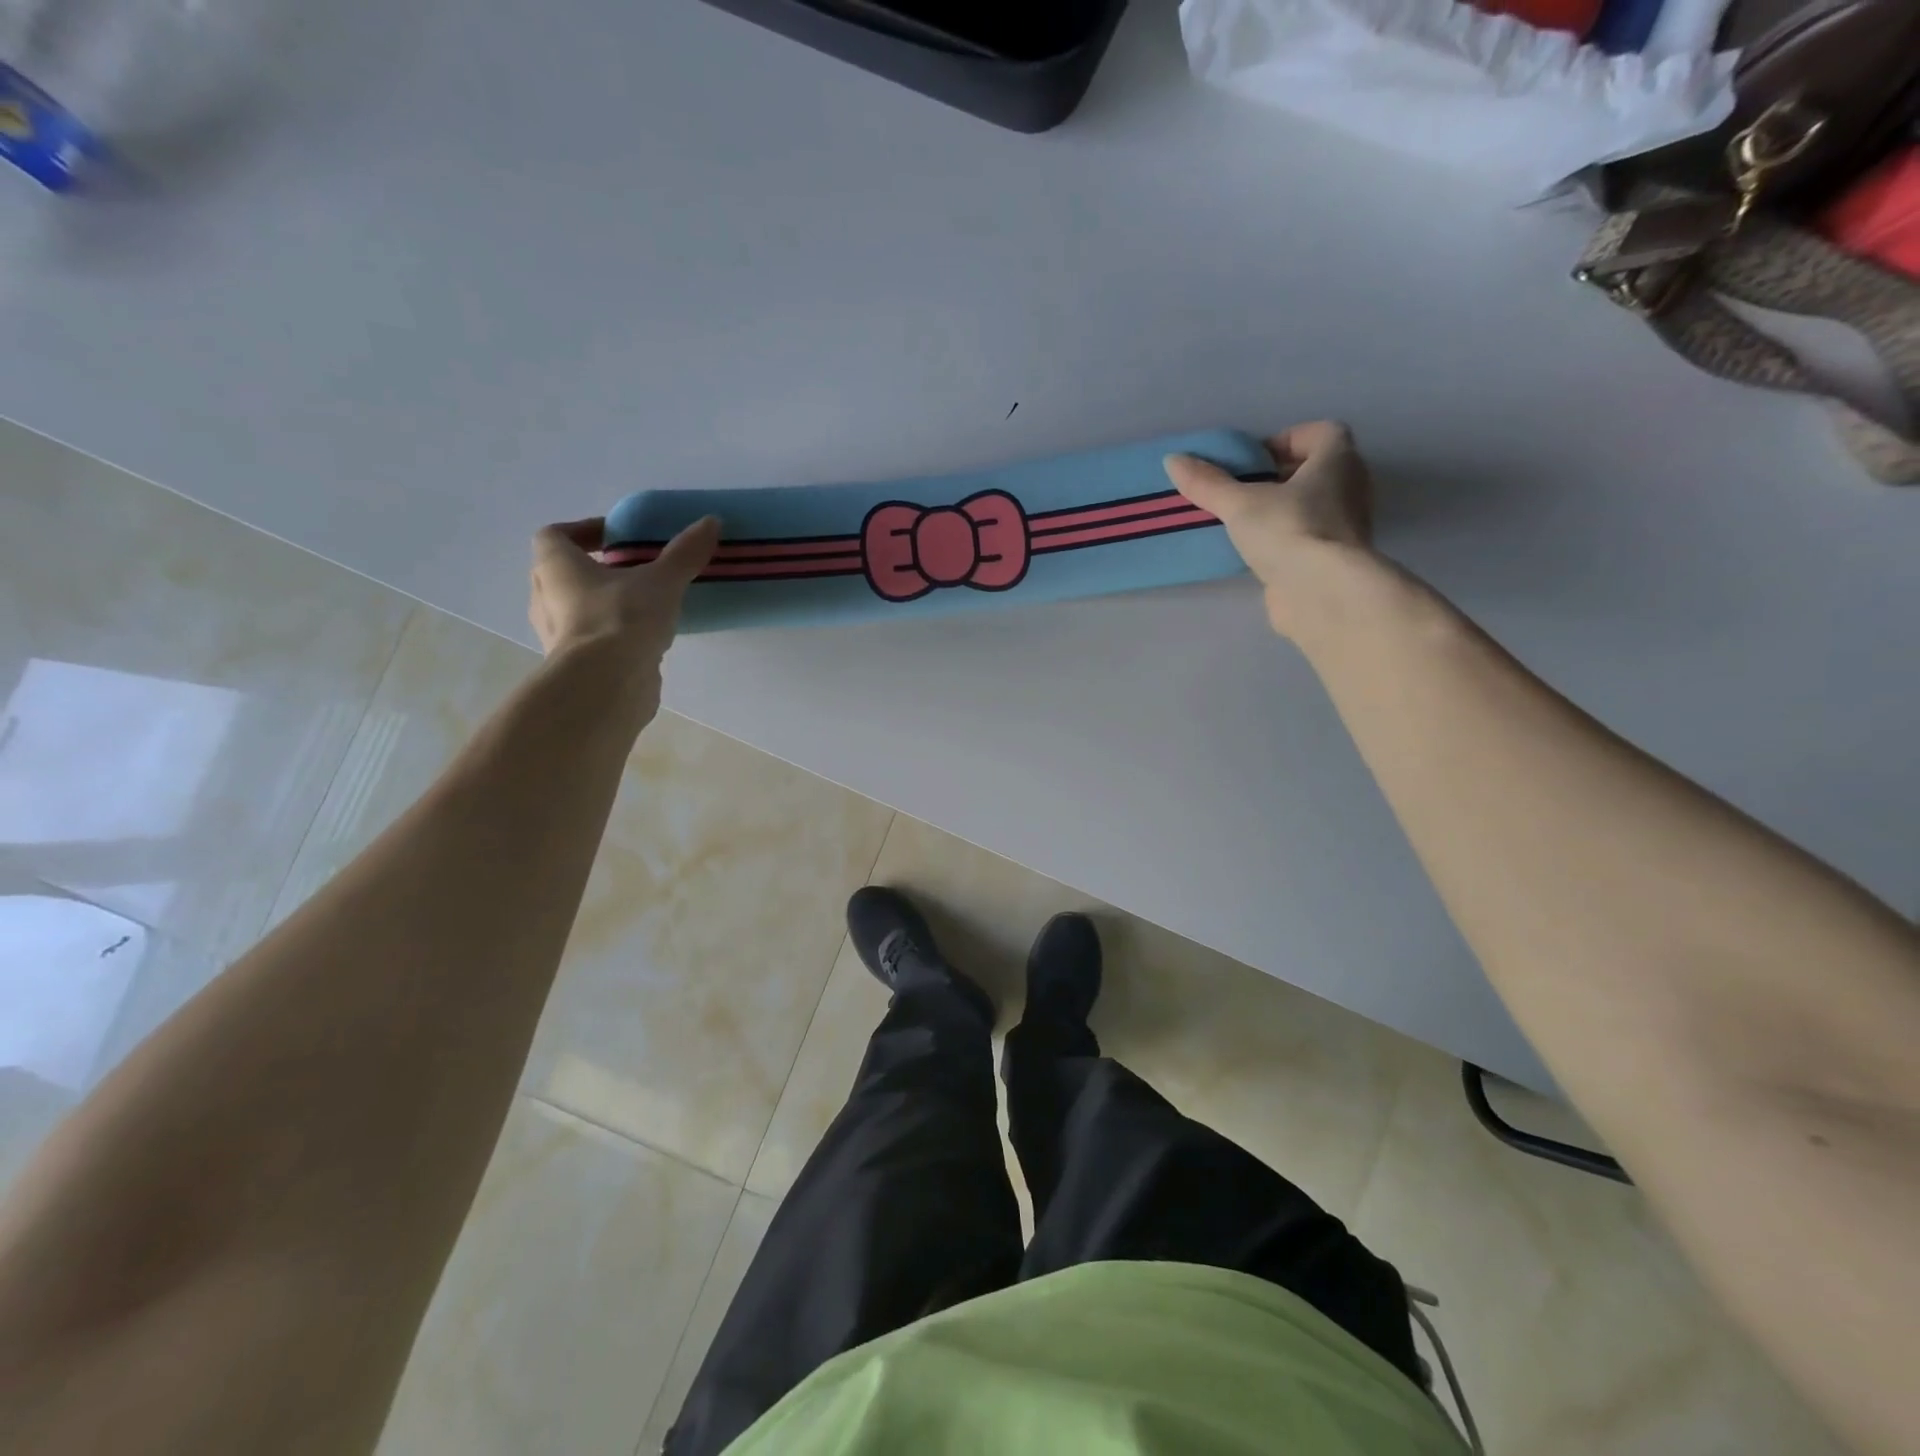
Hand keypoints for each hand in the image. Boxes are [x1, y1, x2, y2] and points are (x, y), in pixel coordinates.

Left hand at [528, 514, 720, 688]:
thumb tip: (711, 521)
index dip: (583, 530)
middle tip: (633, 570)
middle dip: (595, 569)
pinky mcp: (575, 665)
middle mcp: (546, 597)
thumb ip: (684, 553)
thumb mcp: (662, 581)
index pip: (554, 535)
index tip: (616, 537)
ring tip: (643, 606)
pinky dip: (611, 635)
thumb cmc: (622, 618)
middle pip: (563, 573)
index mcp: (555, 566)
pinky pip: (590, 640)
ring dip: (603, 604)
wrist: (606, 684)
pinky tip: (643, 639)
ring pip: (576, 608)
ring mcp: (556, 635)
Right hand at [1164, 422, 1377, 638]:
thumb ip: (1208, 483)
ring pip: (1313, 506)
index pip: (1323, 433)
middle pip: (1317, 470)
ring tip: (1244, 523)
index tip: (1255, 460)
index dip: (1288, 439)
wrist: (1321, 592)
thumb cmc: (1289, 530)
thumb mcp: (1240, 504)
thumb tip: (1173, 460)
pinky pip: (1308, 538)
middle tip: (1243, 490)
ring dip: (1281, 510)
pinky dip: (1285, 540)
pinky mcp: (1334, 560)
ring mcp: (1346, 527)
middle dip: (1281, 476)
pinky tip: (1256, 553)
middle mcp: (1351, 488)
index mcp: (1338, 461)